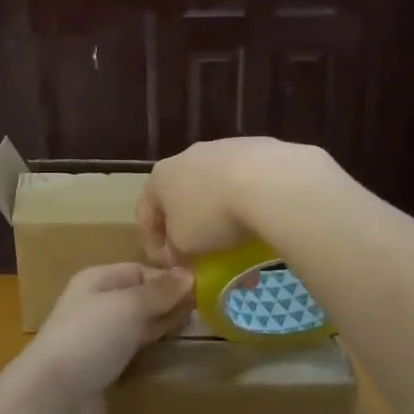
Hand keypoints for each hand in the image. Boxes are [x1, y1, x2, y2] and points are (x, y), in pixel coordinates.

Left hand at [14, 263, 194, 413]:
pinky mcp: (102, 369)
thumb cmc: (90, 337)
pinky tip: (172, 352)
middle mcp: (95, 305)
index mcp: (96, 280)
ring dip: (162, 327)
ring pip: (137, 326)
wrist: (55, 397)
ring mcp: (97, 339)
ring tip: (196, 329)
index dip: (168, 279)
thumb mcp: (129, 305)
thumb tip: (189, 275)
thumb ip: (160, 291)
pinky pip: (132, 351)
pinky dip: (151, 350)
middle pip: (139, 298)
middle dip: (168, 303)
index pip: (139, 270)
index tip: (201, 290)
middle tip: (206, 311)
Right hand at [137, 138, 331, 265]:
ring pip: (213, 184)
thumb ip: (174, 249)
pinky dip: (245, 197)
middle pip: (180, 195)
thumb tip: (178, 251)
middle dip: (188, 223)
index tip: (171, 266)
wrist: (266, 181)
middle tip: (199, 250)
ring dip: (218, 209)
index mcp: (160, 176)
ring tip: (234, 234)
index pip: (146, 213)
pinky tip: (257, 215)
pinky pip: (243, 178)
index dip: (154, 244)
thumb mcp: (184, 244)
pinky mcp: (256, 146)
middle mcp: (187, 155)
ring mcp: (223, 147)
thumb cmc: (212, 215)